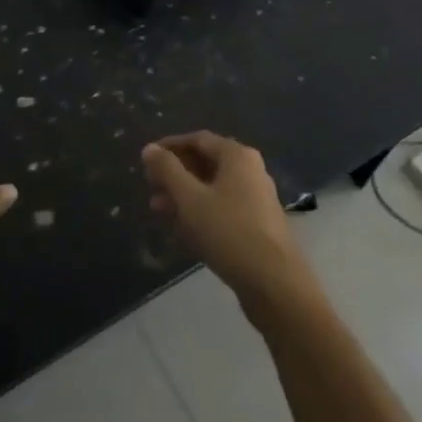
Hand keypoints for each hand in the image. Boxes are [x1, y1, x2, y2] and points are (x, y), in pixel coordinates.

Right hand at [143, 132, 314, 317]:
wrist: (274, 282)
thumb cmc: (229, 231)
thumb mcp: (190, 199)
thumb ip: (168, 171)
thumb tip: (149, 148)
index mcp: (237, 156)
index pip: (198, 139)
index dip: (170, 146)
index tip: (147, 159)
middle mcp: (250, 170)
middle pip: (206, 162)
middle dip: (175, 173)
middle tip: (150, 185)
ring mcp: (256, 197)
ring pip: (213, 187)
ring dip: (184, 194)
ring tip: (158, 209)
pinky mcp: (257, 223)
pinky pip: (223, 207)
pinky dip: (200, 211)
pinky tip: (182, 229)